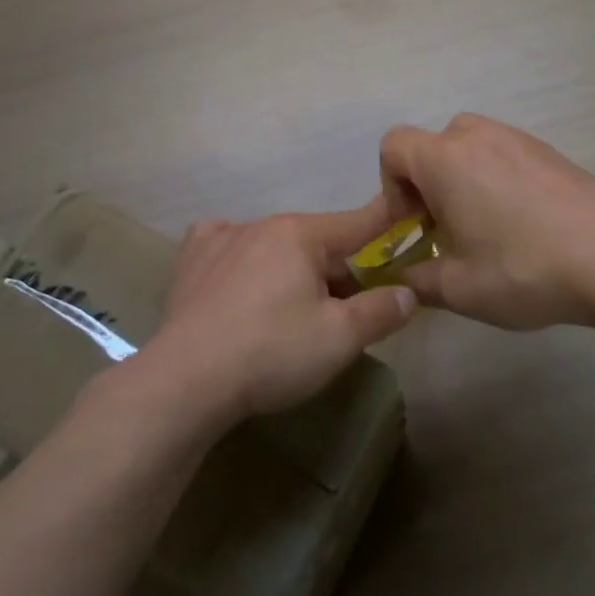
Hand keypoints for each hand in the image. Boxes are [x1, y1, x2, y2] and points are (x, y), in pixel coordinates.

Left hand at [137, 207, 417, 424]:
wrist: (186, 379)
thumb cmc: (271, 352)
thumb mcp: (339, 339)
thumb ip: (379, 311)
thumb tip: (408, 292)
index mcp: (301, 234)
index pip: (357, 223)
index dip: (386, 223)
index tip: (406, 216)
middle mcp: (262, 224)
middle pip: (314, 241)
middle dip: (334, 267)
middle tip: (341, 310)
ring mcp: (221, 238)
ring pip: (272, 244)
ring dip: (289, 267)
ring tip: (287, 308)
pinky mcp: (191, 260)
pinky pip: (225, 243)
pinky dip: (239, 254)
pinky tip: (236, 275)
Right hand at [378, 114, 594, 329]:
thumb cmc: (524, 268)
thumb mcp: (458, 288)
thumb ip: (416, 280)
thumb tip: (400, 278)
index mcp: (444, 159)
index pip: (393, 147)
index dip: (391, 185)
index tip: (413, 224)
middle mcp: (476, 136)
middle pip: (431, 146)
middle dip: (428, 185)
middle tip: (447, 230)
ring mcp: (516, 137)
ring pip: (469, 147)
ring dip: (462, 179)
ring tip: (486, 226)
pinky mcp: (547, 149)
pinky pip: (502, 153)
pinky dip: (496, 177)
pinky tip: (523, 221)